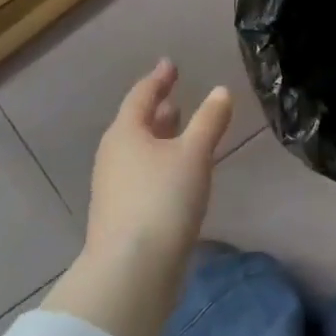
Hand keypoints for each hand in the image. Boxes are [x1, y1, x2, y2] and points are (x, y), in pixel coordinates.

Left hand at [85, 60, 232, 269]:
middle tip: (176, 96)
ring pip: (139, 150)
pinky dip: (160, 162)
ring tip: (181, 130)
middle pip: (136, 123)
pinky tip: (178, 173)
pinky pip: (143, 174)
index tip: (171, 64)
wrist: (132, 271)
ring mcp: (114, 187)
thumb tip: (221, 91)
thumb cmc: (163, 200)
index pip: (142, 95)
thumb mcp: (194, 154)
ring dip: (159, 137)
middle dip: (158, 109)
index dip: (159, 78)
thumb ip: (209, 120)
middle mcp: (114, 155)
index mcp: (125, 133)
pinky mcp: (122, 214)